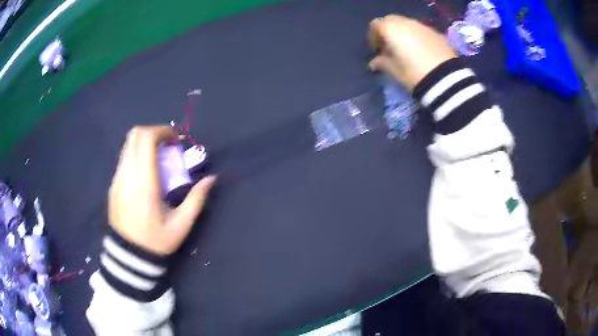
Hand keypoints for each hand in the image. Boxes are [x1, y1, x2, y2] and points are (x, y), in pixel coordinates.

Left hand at [109, 126, 215, 254]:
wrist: (128, 256)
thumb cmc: (156, 241)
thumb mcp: (181, 225)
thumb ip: (196, 199)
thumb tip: (211, 178)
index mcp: (144, 183)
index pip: (146, 139)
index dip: (162, 131)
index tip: (175, 141)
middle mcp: (128, 175)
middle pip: (135, 135)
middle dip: (154, 132)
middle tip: (167, 146)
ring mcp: (117, 178)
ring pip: (128, 145)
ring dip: (144, 143)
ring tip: (157, 158)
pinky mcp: (113, 184)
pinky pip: (124, 158)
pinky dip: (137, 154)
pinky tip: (145, 172)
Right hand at [368, 15, 456, 90]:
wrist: (446, 79)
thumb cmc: (414, 73)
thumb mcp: (395, 71)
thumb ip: (382, 63)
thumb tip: (374, 62)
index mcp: (391, 29)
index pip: (375, 25)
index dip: (373, 37)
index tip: (377, 50)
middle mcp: (405, 22)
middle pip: (391, 20)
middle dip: (388, 31)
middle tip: (390, 48)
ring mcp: (422, 26)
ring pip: (407, 24)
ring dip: (403, 33)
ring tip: (407, 50)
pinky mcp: (436, 33)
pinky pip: (421, 30)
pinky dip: (417, 36)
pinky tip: (421, 51)